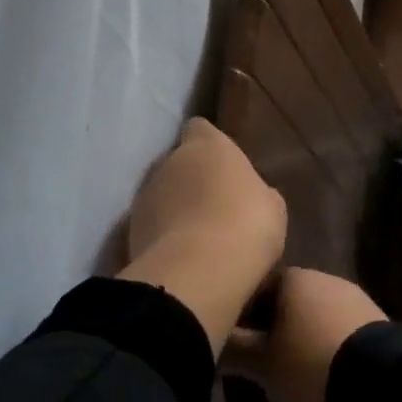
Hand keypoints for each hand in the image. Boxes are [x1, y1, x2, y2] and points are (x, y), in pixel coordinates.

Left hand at [119, 119, 286, 353]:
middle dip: (193, 181)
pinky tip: (185, 258)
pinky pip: (153, 227)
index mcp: (208, 146)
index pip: (200, 128)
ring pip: (162, 195)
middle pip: (180, 163)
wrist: (198, 272)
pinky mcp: (130, 232)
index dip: (210, 144)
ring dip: (176, 209)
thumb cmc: (246, 225)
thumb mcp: (271, 206)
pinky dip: (164, 237)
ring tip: (200, 237)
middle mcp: (170, 161)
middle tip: (217, 207)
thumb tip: (246, 194)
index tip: (223, 164)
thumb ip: (254, 190)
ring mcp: (145, 196)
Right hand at [223, 268, 386, 401]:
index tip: (233, 342)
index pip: (257, 287)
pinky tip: (323, 368)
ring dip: (302, 333)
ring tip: (291, 368)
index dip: (242, 314)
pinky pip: (339, 326)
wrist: (377, 381)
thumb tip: (212, 341)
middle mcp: (323, 277)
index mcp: (293, 278)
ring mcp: (352, 295)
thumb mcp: (262, 364)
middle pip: (288, 299)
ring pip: (315, 312)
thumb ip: (234, 349)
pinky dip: (327, 342)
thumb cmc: (308, 364)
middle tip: (260, 359)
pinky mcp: (374, 318)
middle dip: (273, 324)